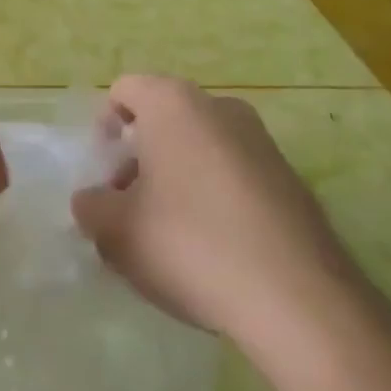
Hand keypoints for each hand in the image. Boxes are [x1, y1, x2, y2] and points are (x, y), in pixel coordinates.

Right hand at [71, 75, 360, 343]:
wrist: (299, 299)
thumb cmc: (190, 244)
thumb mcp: (116, 230)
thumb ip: (91, 206)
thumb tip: (94, 200)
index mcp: (173, 103)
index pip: (125, 90)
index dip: (104, 128)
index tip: (104, 174)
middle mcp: (220, 107)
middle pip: (163, 120)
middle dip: (139, 159)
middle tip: (129, 210)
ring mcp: (262, 141)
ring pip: (200, 148)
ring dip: (176, 180)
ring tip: (170, 238)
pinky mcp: (291, 179)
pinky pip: (234, 175)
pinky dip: (214, 199)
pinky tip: (214, 251)